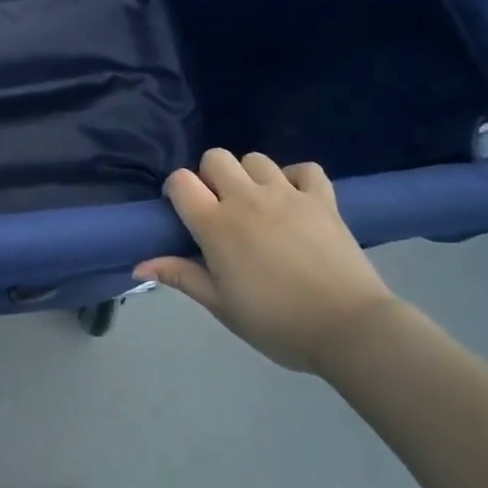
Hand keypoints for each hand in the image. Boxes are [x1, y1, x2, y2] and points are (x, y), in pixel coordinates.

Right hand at [135, 149, 395, 372]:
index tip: (184, 212)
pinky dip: (296, 177)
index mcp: (216, 225)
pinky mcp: (322, 199)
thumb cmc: (277, 323)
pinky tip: (294, 199)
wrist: (350, 329)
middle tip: (221, 210)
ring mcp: (287, 194)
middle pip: (215, 157)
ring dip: (250, 176)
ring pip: (256, 159)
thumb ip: (181, 277)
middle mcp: (247, 199)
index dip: (176, 191)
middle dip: (211, 177)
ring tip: (258, 205)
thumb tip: (138, 266)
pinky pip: (305, 168)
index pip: (180, 181)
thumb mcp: (222, 306)